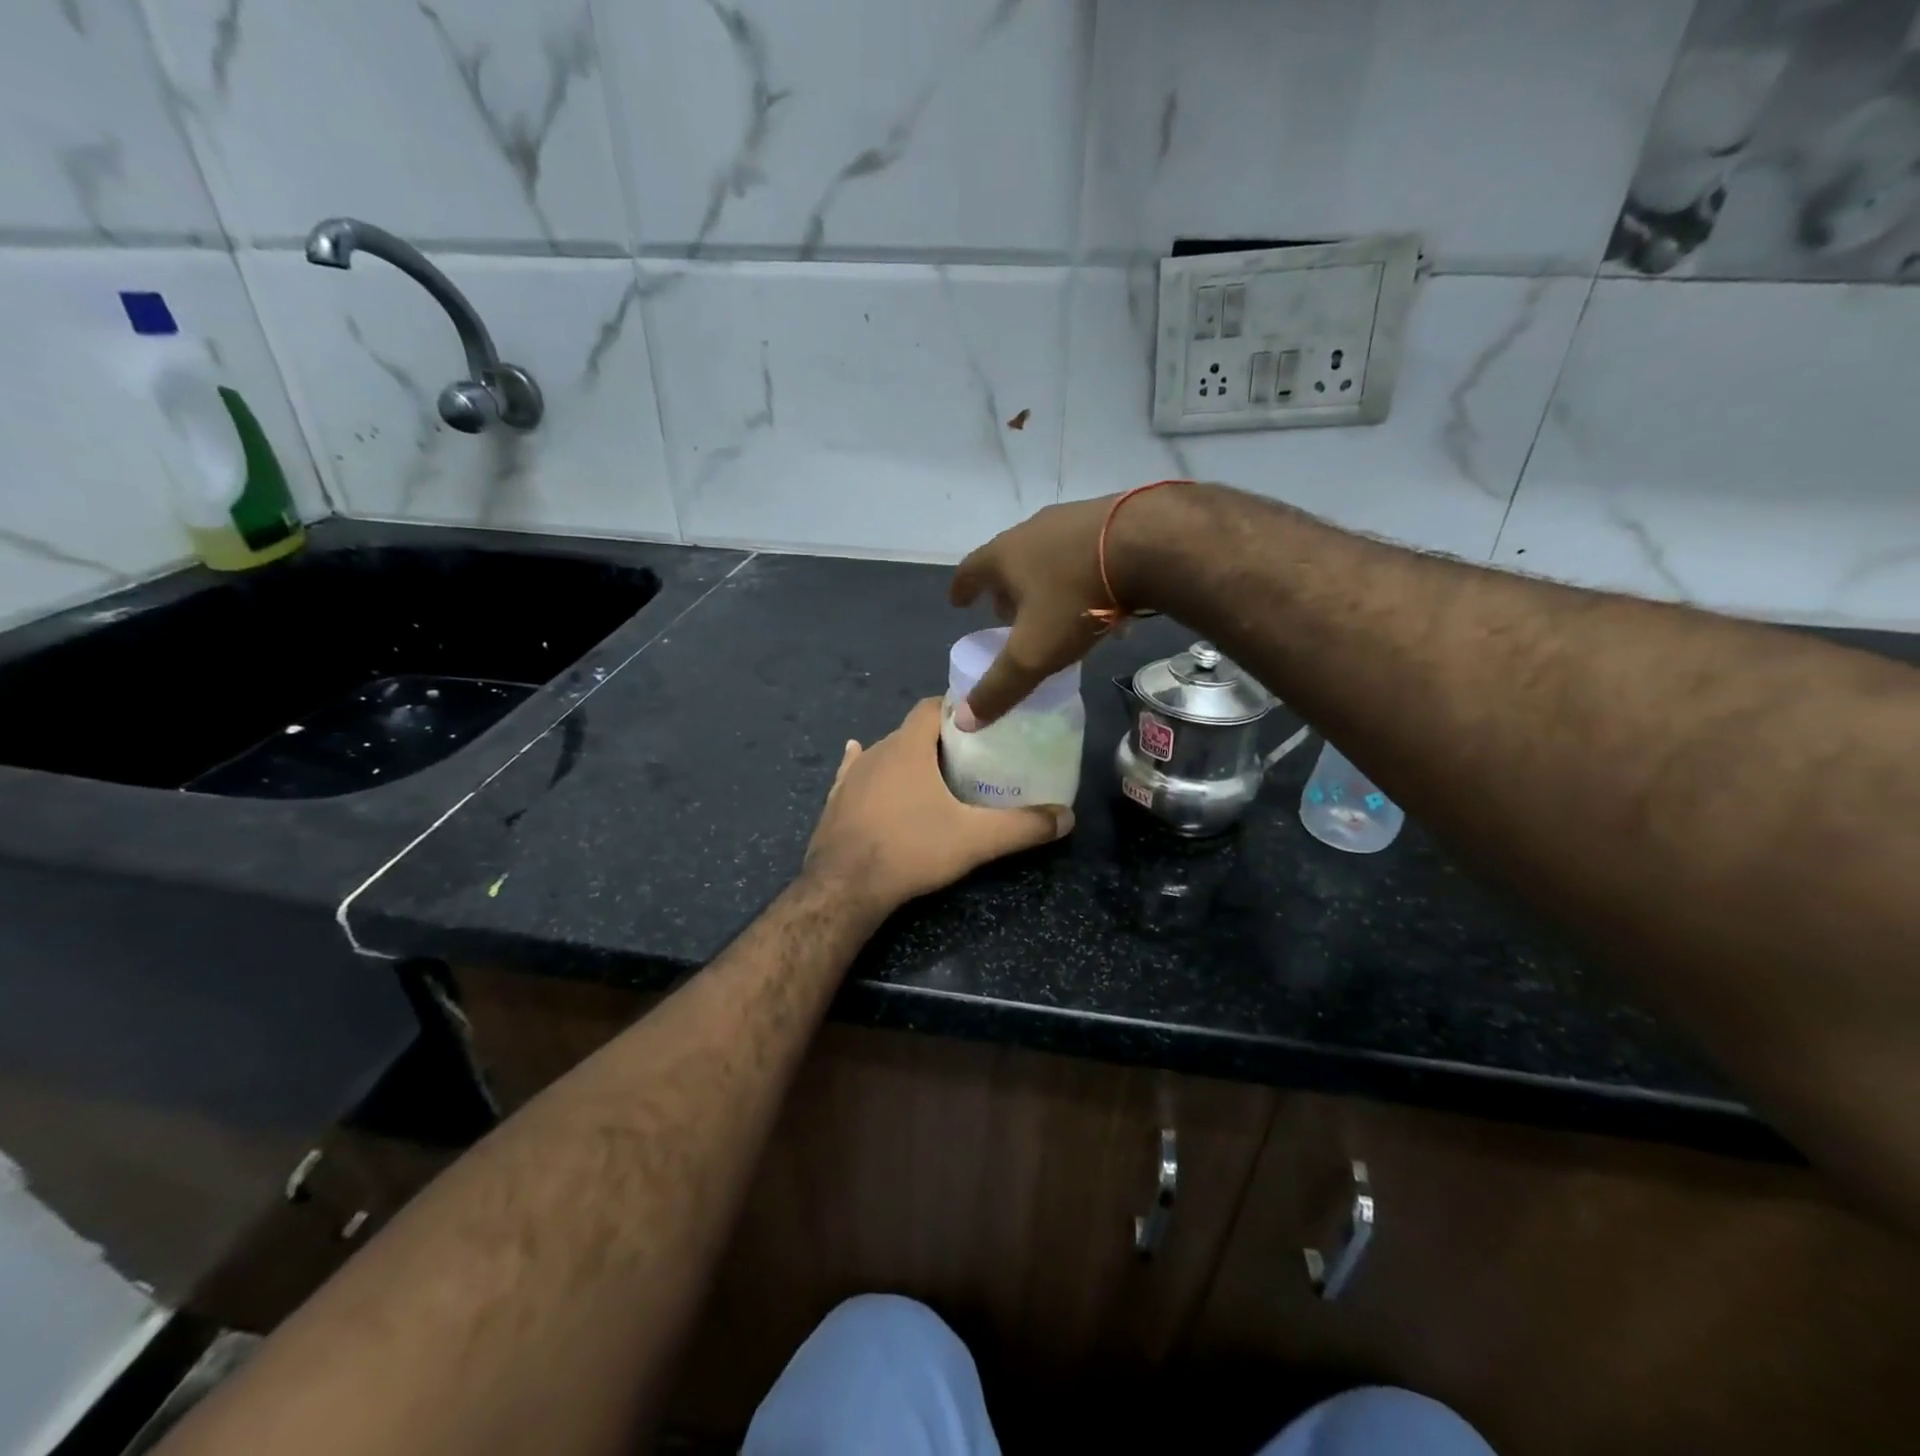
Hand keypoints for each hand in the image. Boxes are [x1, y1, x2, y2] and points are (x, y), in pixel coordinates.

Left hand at [805, 698, 1072, 913]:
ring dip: (907, 757)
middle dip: (939, 738)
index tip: (983, 723)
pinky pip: (854, 773)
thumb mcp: (976, 839)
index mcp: (909, 746)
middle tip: (970, 757)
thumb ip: (1023, 826)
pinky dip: (868, 769)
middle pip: (912, 731)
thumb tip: (1067, 818)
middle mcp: (877, 751)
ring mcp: (851, 776)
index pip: (933, 706)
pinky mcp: (835, 800)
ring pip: (884, 752)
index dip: (958, 709)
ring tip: (934, 773)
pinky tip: (861, 762)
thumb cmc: (911, 849)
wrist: (844, 887)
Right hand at [948, 487, 1180, 727]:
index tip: (957, 601)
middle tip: (1005, 612)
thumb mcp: (1034, 652)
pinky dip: (1080, 575)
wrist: (1147, 544)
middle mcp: (1033, 530)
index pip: (970, 570)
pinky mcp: (1112, 519)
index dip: (961, 589)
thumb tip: (965, 721)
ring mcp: (1073, 520)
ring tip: (1051, 606)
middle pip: (1009, 559)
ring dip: (1043, 580)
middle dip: (1004, 588)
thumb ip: (1000, 687)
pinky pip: (1085, 553)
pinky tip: (1099, 596)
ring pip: (1048, 554)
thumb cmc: (1076, 598)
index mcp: (1005, 556)